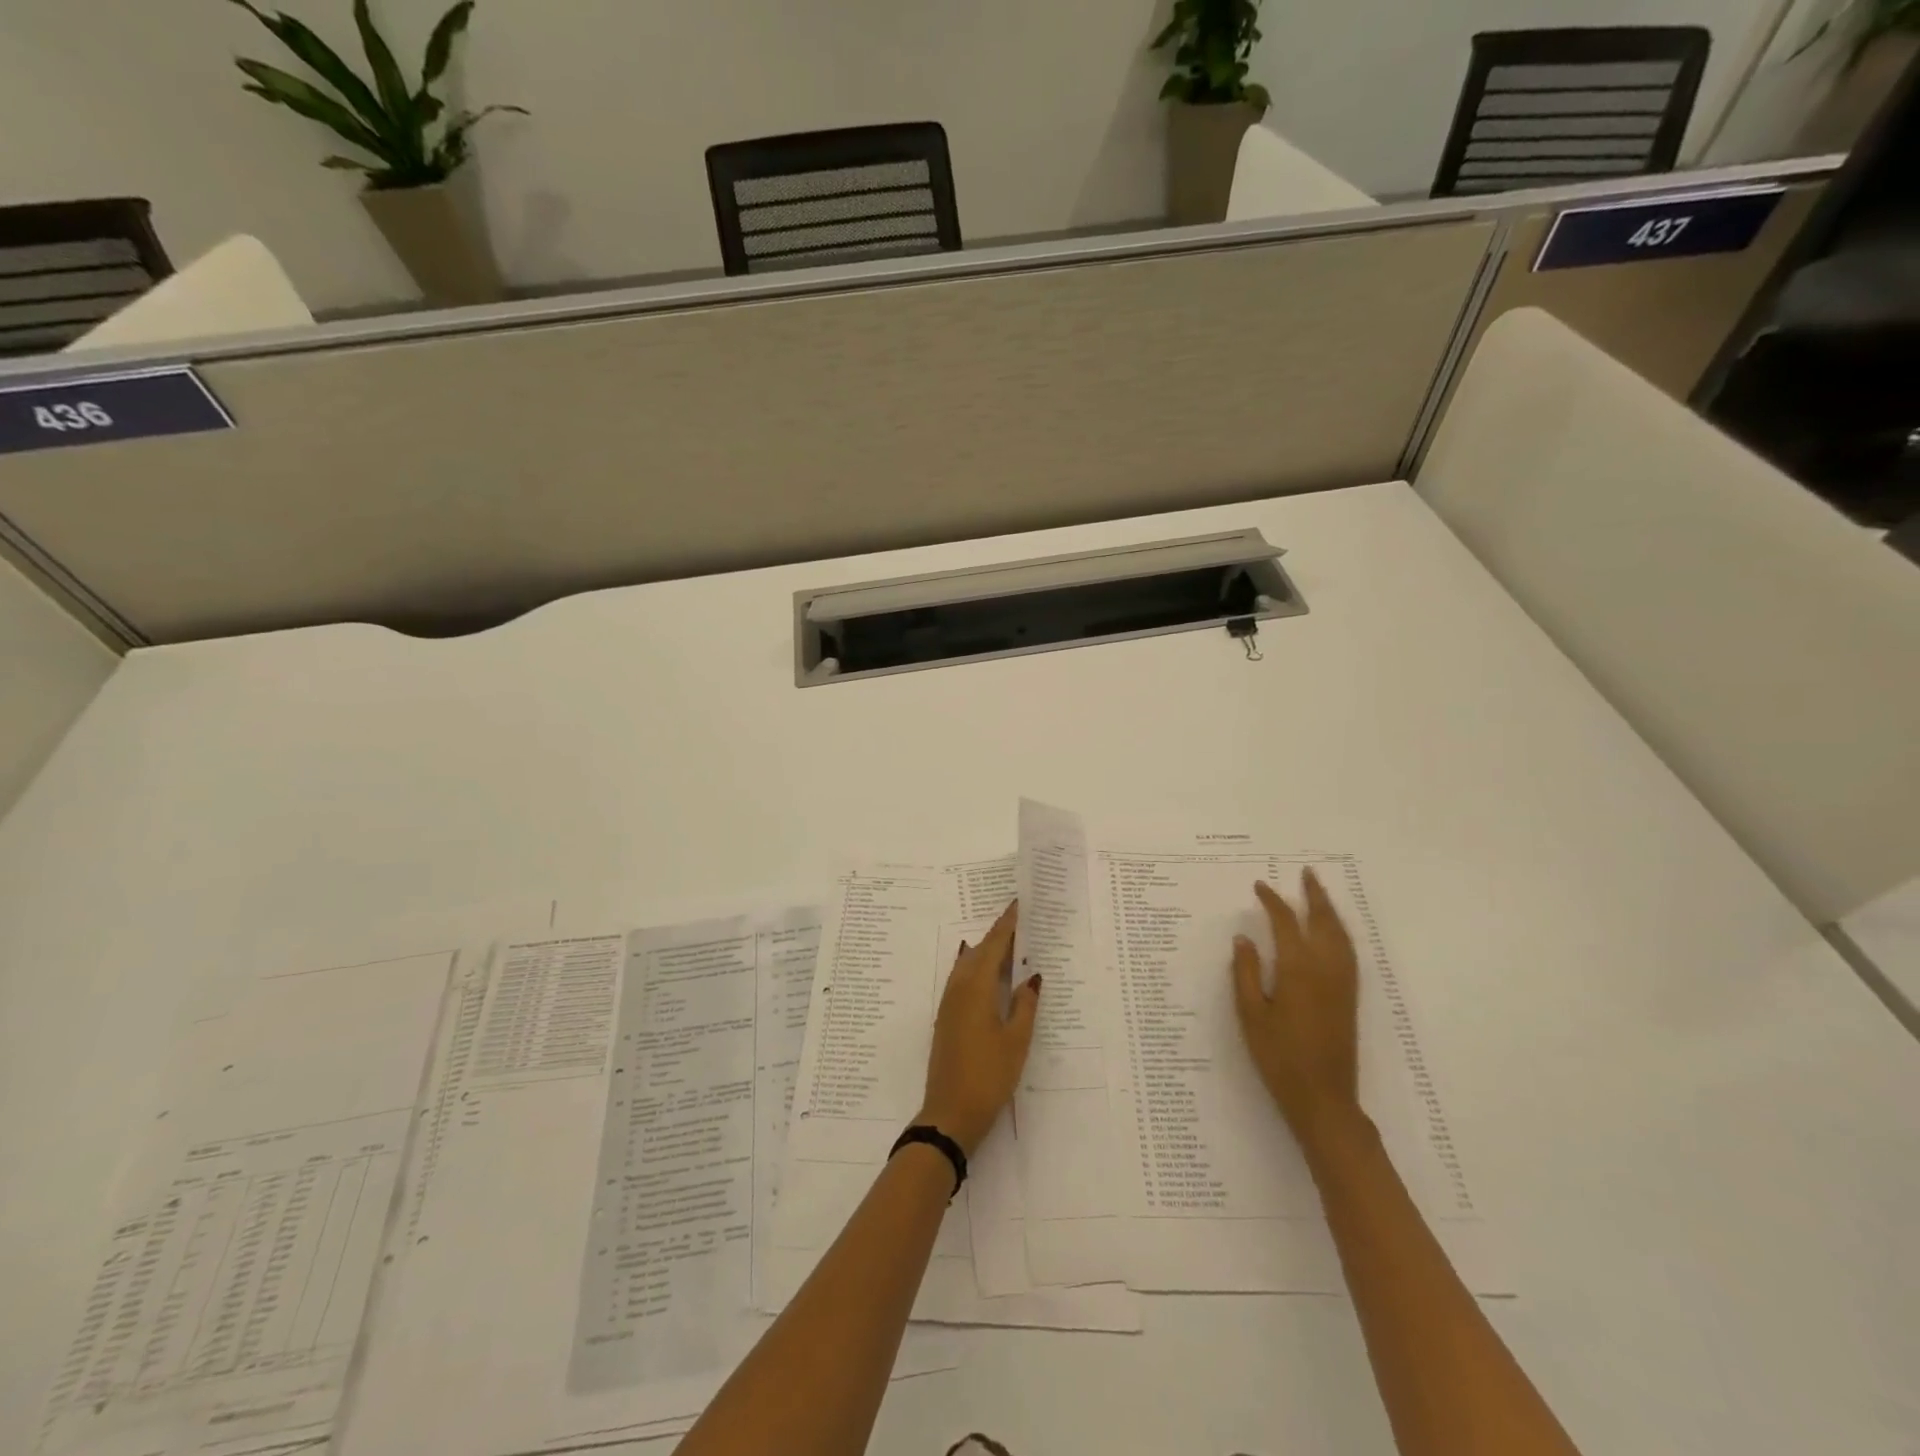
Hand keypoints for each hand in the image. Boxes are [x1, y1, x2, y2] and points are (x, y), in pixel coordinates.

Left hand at [918, 899, 1039, 1155]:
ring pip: (969, 965)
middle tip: (1021, 922)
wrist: (950, 1113)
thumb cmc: (989, 1075)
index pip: (993, 945)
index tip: (1019, 904)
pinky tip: (989, 975)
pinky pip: (963, 979)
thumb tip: (1031, 976)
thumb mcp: (1016, 1041)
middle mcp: (958, 989)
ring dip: (987, 952)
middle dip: (998, 935)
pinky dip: (978, 969)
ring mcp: (949, 1004)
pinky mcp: (947, 1018)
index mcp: (976, 988)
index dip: (1007, 925)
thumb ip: (1025, 1005)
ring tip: (1010, 944)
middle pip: (979, 952)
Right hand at [1231, 870, 1360, 1146]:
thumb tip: (1244, 938)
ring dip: (1330, 910)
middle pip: (1323, 921)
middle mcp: (1326, 969)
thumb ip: (1245, 972)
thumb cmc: (1279, 1057)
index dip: (1273, 902)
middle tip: (1306, 873)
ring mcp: (1342, 983)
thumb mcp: (1250, 1014)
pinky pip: (1348, 951)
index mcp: (1298, 970)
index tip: (1259, 886)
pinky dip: (1339, 931)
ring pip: (1340, 935)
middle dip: (1314, 895)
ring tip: (1319, 893)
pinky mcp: (1349, 997)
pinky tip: (1332, 931)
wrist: (1323, 1098)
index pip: (1286, 923)